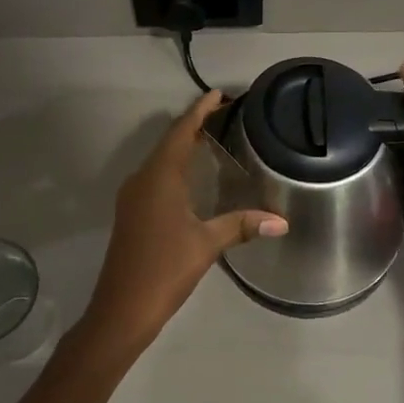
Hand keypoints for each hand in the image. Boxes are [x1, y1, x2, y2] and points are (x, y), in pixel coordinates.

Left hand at [84, 91, 287, 350]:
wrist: (121, 308)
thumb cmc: (164, 269)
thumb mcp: (207, 244)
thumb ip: (242, 225)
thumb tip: (282, 221)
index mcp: (159, 177)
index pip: (181, 132)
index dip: (200, 111)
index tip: (218, 94)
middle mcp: (142, 179)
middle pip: (169, 141)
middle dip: (195, 125)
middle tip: (225, 115)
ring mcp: (133, 196)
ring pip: (161, 160)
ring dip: (183, 146)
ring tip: (213, 139)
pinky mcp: (132, 213)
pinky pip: (156, 176)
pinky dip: (176, 167)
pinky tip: (192, 178)